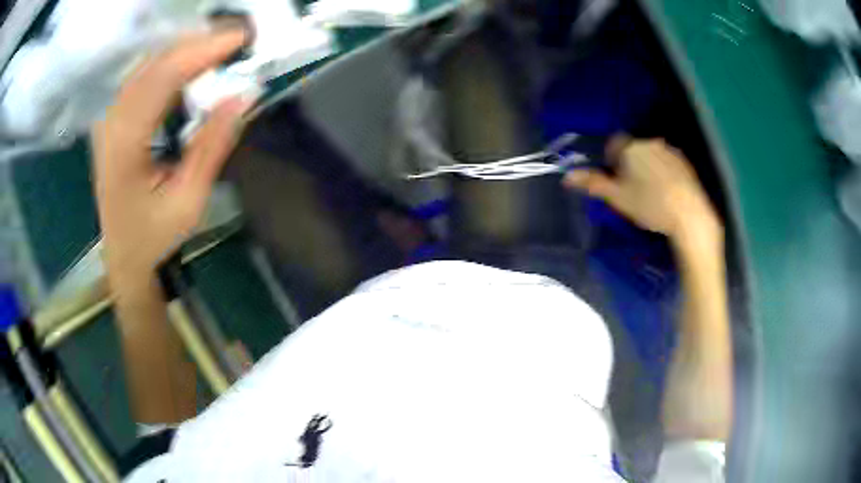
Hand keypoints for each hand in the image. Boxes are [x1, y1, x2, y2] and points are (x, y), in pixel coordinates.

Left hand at [93, 27, 252, 289]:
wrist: (123, 254)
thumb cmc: (153, 235)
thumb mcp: (188, 201)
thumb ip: (212, 146)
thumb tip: (243, 95)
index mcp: (124, 144)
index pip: (163, 77)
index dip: (203, 50)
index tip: (241, 36)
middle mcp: (111, 121)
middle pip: (154, 62)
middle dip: (198, 41)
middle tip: (239, 34)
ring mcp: (108, 117)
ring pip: (148, 63)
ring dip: (186, 47)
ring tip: (222, 43)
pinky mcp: (113, 116)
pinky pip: (143, 74)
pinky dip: (172, 60)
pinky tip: (193, 59)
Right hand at [563, 136, 721, 246]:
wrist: (689, 216)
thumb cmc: (650, 205)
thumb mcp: (618, 198)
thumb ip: (593, 184)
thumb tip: (567, 176)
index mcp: (631, 147)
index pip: (614, 144)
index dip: (612, 161)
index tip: (617, 181)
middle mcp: (650, 142)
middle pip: (633, 149)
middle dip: (630, 164)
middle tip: (632, 190)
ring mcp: (670, 150)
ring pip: (651, 155)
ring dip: (647, 167)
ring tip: (651, 193)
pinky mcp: (685, 162)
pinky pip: (667, 162)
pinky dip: (664, 172)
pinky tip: (667, 192)